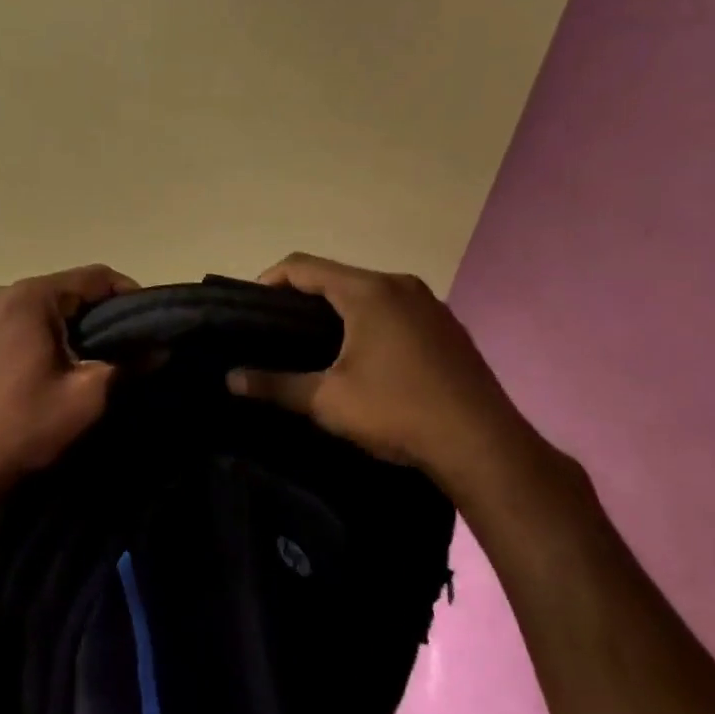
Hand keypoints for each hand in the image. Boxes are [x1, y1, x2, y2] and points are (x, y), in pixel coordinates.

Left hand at [0, 264, 138, 514]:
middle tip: (124, 346)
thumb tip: (159, 349)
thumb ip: (126, 364)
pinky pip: (13, 327)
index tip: (149, 323)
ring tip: (88, 360)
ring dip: (66, 328)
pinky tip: (45, 371)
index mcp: (30, 297)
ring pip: (37, 310)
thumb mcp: (87, 396)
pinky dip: (37, 338)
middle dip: (97, 314)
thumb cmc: (25, 426)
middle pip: (63, 291)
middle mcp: (0, 296)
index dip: (128, 294)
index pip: (93, 277)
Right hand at [228, 253, 567, 520]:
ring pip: (368, 293)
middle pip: (337, 276)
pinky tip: (363, 356)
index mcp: (368, 291)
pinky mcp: (448, 328)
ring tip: (313, 342)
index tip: (250, 307)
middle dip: (302, 296)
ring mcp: (430, 305)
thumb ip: (275, 384)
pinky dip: (369, 320)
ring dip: (337, 309)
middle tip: (276, 328)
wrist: (484, 447)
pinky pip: (395, 309)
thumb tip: (230, 379)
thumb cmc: (398, 412)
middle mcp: (401, 285)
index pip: (303, 266)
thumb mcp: (327, 401)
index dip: (269, 280)